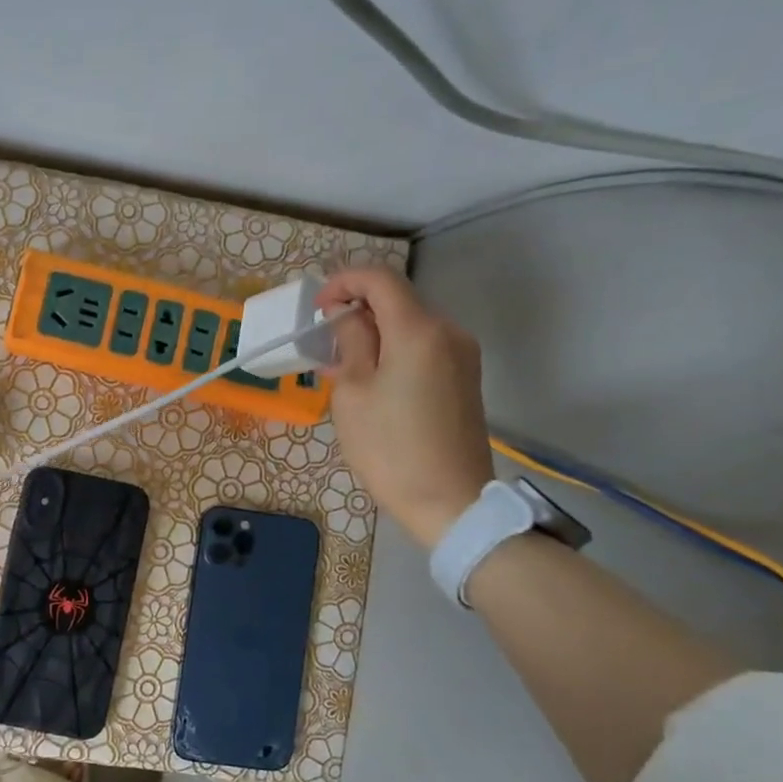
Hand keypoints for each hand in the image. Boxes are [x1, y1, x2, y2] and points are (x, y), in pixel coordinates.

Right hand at [315, 268, 494, 549]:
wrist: (449, 501)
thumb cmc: (390, 448)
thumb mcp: (353, 393)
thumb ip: (351, 343)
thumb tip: (349, 317)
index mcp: (418, 331)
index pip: (380, 280)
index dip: (344, 283)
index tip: (317, 308)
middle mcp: (448, 332)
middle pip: (398, 301)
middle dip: (357, 311)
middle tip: (325, 343)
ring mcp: (462, 356)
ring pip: (410, 326)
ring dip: (374, 334)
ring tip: (343, 367)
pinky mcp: (465, 379)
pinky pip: (424, 349)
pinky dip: (394, 352)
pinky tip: (372, 382)